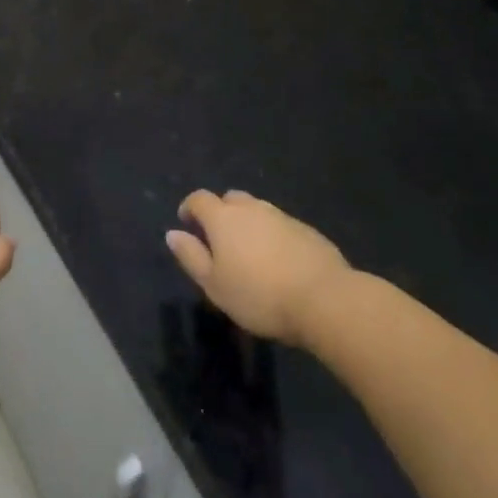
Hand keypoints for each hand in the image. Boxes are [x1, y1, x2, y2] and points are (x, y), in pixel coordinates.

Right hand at [166, 190, 351, 344]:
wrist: (324, 299)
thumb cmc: (259, 295)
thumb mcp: (214, 285)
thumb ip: (191, 256)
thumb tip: (173, 233)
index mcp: (223, 218)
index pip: (199, 199)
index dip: (190, 207)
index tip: (187, 223)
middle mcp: (251, 208)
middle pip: (230, 199)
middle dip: (220, 212)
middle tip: (220, 240)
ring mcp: (282, 216)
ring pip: (257, 210)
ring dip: (248, 223)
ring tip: (250, 252)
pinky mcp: (307, 230)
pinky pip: (280, 225)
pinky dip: (272, 235)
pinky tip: (278, 261)